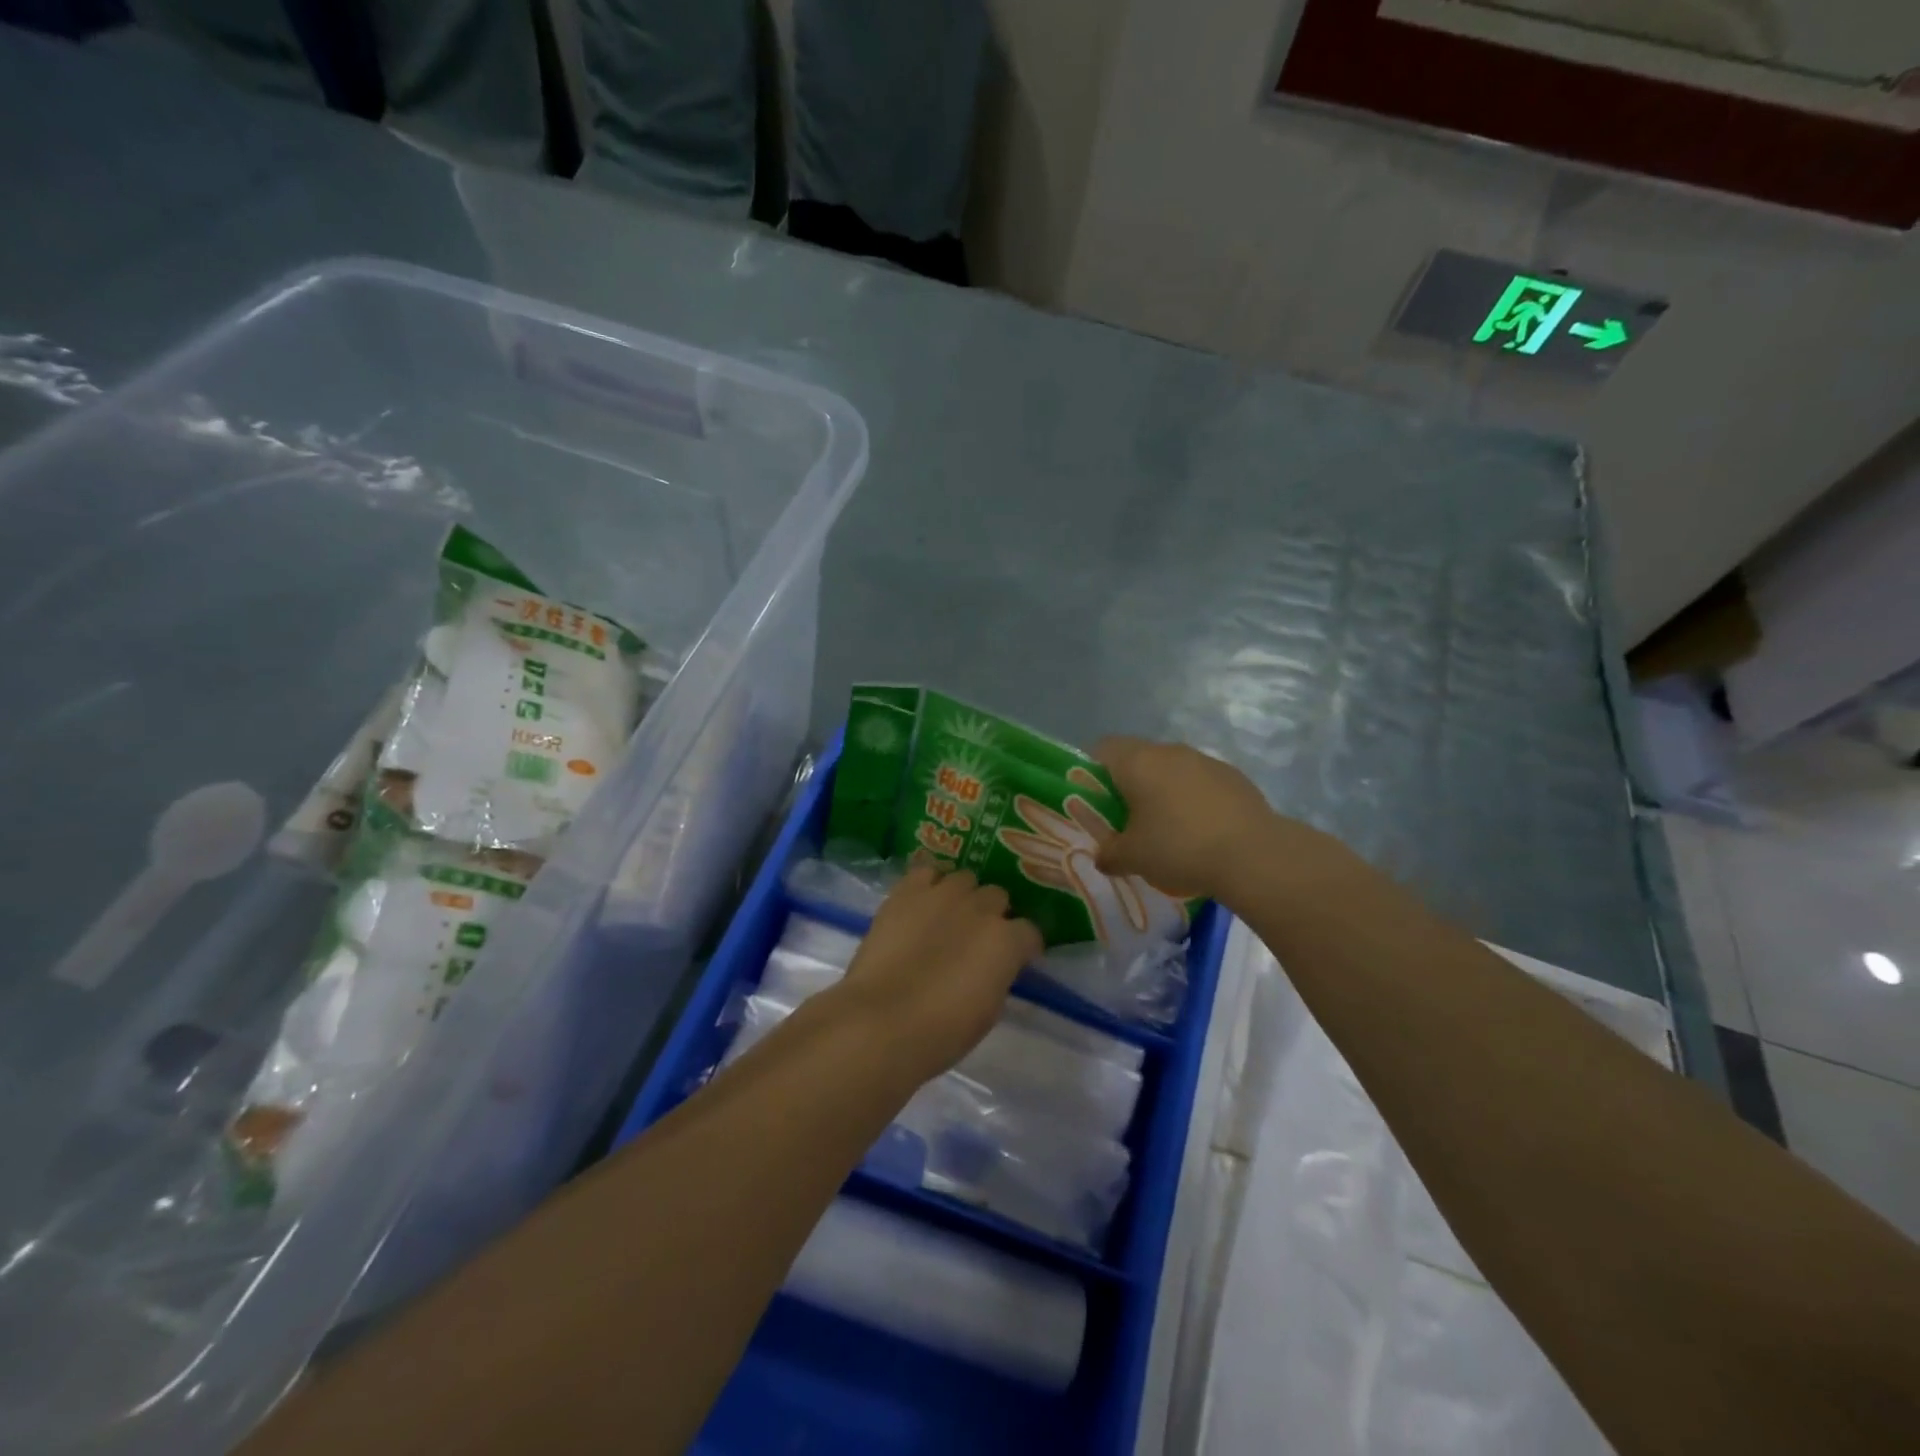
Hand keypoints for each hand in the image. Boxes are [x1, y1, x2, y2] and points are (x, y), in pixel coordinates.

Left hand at [837, 863, 1042, 1073]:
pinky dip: (928, 883)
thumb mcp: (988, 1010)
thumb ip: (997, 975)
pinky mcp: (907, 890)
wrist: (882, 1021)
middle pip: (997, 897)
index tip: (1014, 959)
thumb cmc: (942, 1031)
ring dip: (962, 896)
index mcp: (1006, 941)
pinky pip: (925, 871)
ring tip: (947, 916)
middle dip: (991, 915)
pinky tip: (922, 901)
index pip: (1029, 932)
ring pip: (964, 879)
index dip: (1022, 947)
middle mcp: (980, 908)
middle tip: (975, 938)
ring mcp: (943, 894)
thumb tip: (993, 965)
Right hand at [1094, 736, 1353, 905]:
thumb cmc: (1178, 848)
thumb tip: (1102, 856)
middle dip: (1129, 786)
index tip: (1095, 801)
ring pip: (1171, 770)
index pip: (1103, 748)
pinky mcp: (1233, 776)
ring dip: (1164, 792)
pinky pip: (1200, 782)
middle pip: (1138, 758)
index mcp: (1138, 762)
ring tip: (1167, 830)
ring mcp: (1205, 761)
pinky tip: (1200, 832)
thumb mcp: (1132, 858)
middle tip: (1127, 821)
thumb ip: (1109, 853)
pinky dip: (1193, 799)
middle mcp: (1169, 751)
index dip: (1092, 772)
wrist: (1253, 855)